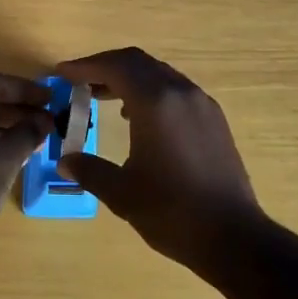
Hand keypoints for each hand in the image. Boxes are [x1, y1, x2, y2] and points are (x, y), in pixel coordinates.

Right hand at [52, 48, 264, 274]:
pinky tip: (140, 118)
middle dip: (105, 67)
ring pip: (158, 73)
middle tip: (80, 82)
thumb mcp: (122, 193)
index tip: (62, 74)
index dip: (85, 66)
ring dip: (129, 78)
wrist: (235, 236)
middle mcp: (180, 91)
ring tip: (104, 98)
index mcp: (155, 102)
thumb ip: (89, 169)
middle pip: (137, 62)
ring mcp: (201, 103)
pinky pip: (175, 89)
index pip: (115, 66)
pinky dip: (151, 91)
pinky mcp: (214, 118)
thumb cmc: (173, 212)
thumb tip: (65, 159)